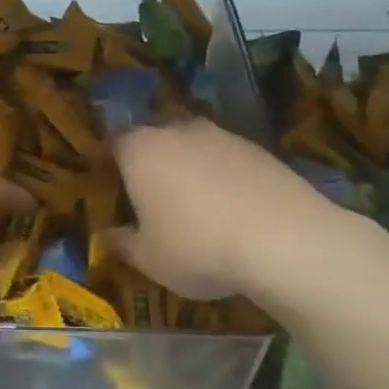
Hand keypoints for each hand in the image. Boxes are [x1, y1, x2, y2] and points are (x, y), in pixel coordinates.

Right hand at [107, 119, 338, 301]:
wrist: (286, 240)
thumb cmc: (198, 247)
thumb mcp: (148, 258)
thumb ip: (121, 242)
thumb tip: (105, 235)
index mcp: (140, 150)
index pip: (111, 142)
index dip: (103, 159)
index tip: (102, 179)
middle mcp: (177, 131)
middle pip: (152, 138)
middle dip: (145, 161)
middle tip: (144, 193)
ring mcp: (221, 135)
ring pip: (190, 145)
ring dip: (184, 166)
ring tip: (189, 203)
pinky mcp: (258, 148)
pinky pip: (223, 158)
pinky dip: (218, 175)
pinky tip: (228, 207)